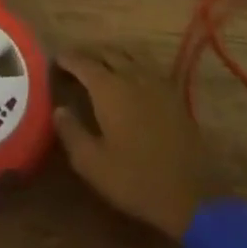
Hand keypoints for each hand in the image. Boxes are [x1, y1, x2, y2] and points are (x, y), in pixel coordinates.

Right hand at [55, 49, 222, 239]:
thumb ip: (71, 132)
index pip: (83, 62)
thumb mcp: (92, 163)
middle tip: (73, 62)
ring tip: (99, 64)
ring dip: (111, 54)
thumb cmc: (135, 180)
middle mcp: (133, 76)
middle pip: (107, 52)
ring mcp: (157, 83)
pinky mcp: (174, 95)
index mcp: (109, 89)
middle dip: (88, 53)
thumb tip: (59, 110)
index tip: (55, 60)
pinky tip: (130, 77)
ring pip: (130, 55)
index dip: (67, 59)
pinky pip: (147, 66)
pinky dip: (132, 63)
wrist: (192, 195)